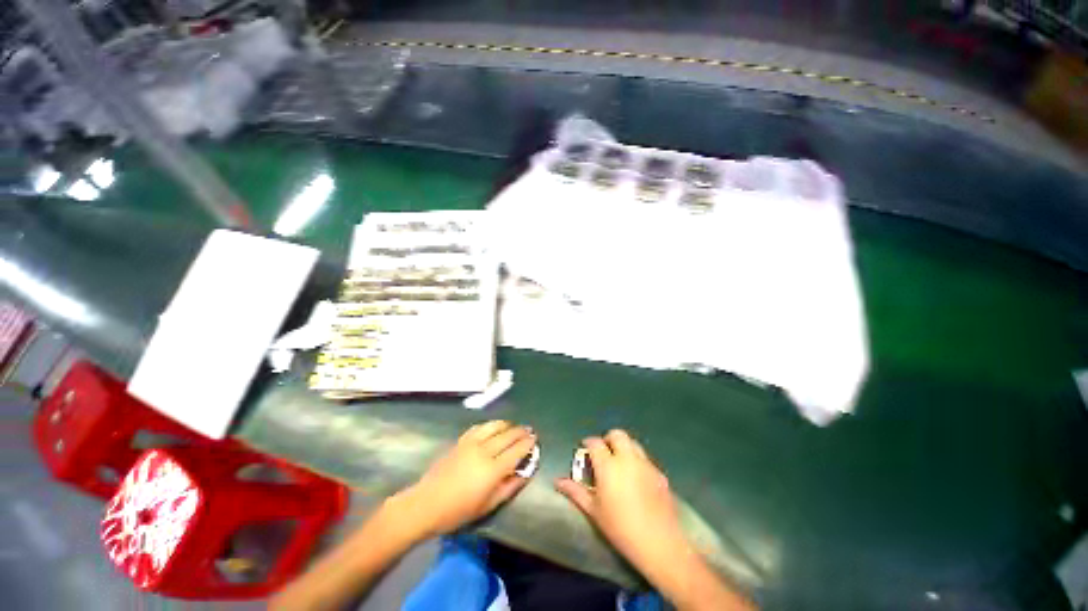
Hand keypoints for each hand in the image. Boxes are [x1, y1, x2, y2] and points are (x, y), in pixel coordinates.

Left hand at [395, 420, 536, 537]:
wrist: (426, 504)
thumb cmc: (459, 511)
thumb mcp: (488, 505)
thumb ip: (509, 487)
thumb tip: (524, 472)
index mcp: (493, 469)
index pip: (516, 450)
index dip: (528, 443)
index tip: (535, 439)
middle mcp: (484, 451)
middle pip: (508, 435)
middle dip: (521, 431)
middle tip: (529, 430)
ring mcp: (471, 443)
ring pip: (494, 426)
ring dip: (507, 424)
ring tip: (514, 426)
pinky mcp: (461, 441)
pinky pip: (479, 427)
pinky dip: (490, 425)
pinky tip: (493, 427)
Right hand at [555, 430, 686, 571]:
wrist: (659, 542)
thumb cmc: (620, 527)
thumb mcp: (593, 511)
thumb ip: (575, 491)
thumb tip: (557, 481)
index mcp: (608, 465)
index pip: (595, 442)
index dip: (588, 443)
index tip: (585, 450)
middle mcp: (627, 458)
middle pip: (617, 434)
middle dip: (608, 439)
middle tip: (603, 453)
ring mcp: (646, 464)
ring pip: (633, 443)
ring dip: (624, 447)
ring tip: (619, 464)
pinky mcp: (659, 473)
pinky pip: (645, 458)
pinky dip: (637, 461)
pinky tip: (636, 479)